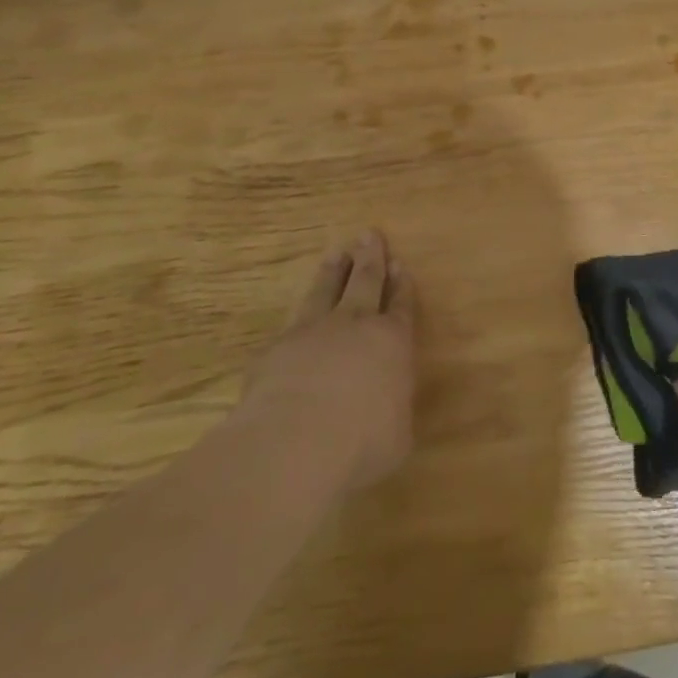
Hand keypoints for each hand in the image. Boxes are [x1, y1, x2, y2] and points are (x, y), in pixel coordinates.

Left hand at [242, 229, 416, 494]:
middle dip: (370, 258)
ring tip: (336, 252)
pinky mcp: (275, 349)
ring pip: (325, 291)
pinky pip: (291, 324)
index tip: (400, 264)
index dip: (402, 285)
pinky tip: (294, 319)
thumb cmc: (362, 442)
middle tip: (369, 234)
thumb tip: (386, 414)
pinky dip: (297, 316)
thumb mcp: (397, 436)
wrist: (295, 443)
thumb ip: (392, 413)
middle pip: (364, 282)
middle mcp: (354, 326)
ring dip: (332, 272)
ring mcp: (312, 333)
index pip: (401, 305)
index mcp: (393, 341)